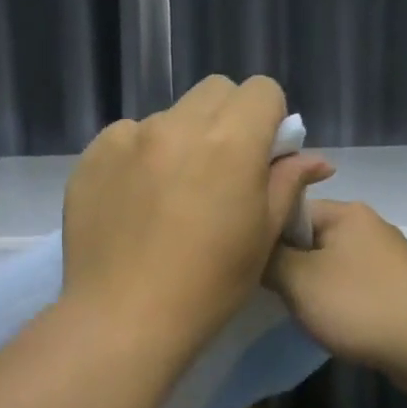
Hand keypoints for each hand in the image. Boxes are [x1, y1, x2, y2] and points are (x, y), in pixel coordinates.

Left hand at [62, 76, 332, 351]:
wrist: (123, 318)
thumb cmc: (209, 285)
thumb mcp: (262, 236)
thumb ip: (287, 184)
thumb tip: (313, 158)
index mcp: (231, 141)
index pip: (262, 89)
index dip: (269, 118)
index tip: (262, 154)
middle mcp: (178, 125)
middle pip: (215, 91)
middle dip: (228, 118)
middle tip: (222, 168)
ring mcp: (128, 137)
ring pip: (169, 115)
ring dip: (181, 138)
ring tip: (171, 192)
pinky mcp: (92, 155)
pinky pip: (127, 137)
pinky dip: (140, 155)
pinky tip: (136, 201)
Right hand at [266, 200, 406, 396]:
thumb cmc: (360, 304)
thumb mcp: (299, 280)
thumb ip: (269, 259)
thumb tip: (255, 248)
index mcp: (346, 212)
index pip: (291, 209)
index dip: (266, 235)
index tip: (249, 264)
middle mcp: (368, 226)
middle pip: (311, 238)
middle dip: (289, 264)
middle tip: (269, 292)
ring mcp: (386, 258)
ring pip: (331, 265)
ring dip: (313, 286)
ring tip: (297, 310)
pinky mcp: (397, 288)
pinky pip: (353, 287)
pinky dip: (338, 301)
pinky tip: (329, 322)